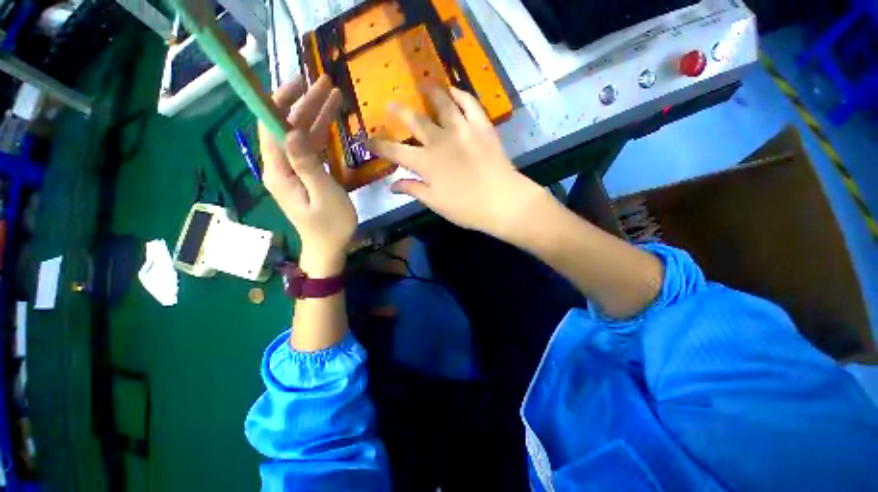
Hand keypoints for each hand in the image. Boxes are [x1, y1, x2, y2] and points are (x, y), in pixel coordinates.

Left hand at [259, 75, 355, 275]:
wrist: (329, 247)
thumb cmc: (331, 225)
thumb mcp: (324, 195)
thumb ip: (307, 164)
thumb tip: (291, 130)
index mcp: (279, 171)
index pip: (271, 127)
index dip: (280, 101)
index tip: (299, 83)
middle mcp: (280, 166)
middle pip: (288, 127)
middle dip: (304, 103)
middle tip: (325, 83)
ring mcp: (293, 170)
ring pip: (300, 134)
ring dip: (315, 114)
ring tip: (333, 95)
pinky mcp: (305, 174)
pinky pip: (310, 147)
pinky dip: (320, 132)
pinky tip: (330, 120)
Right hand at [368, 86, 546, 240]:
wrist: (502, 201)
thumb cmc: (466, 208)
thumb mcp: (435, 203)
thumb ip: (413, 190)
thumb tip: (392, 185)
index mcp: (425, 163)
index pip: (395, 151)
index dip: (379, 146)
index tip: (367, 140)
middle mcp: (439, 141)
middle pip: (415, 121)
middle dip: (399, 112)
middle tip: (391, 104)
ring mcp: (462, 130)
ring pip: (442, 105)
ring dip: (430, 95)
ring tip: (424, 87)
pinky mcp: (482, 127)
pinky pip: (470, 104)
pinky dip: (461, 94)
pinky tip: (454, 90)